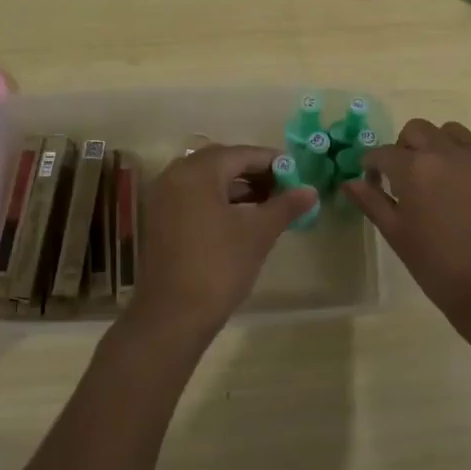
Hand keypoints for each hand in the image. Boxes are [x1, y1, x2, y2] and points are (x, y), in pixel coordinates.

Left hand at [128, 143, 316, 342]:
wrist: (173, 315)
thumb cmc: (219, 266)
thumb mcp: (258, 233)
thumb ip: (285, 206)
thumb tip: (311, 190)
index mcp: (198, 171)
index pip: (242, 154)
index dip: (272, 162)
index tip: (297, 174)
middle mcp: (175, 175)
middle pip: (221, 162)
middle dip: (254, 172)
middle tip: (283, 188)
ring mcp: (163, 198)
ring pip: (206, 180)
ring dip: (236, 187)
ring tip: (267, 204)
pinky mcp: (160, 219)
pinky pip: (193, 196)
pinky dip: (217, 200)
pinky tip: (240, 218)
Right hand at [344, 118, 470, 350]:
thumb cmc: (439, 266)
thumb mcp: (397, 235)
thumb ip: (372, 202)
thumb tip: (348, 182)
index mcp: (415, 168)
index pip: (383, 152)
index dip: (373, 164)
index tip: (373, 178)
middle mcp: (449, 152)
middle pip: (418, 130)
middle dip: (405, 148)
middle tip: (406, 176)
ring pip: (453, 133)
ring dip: (440, 148)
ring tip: (442, 178)